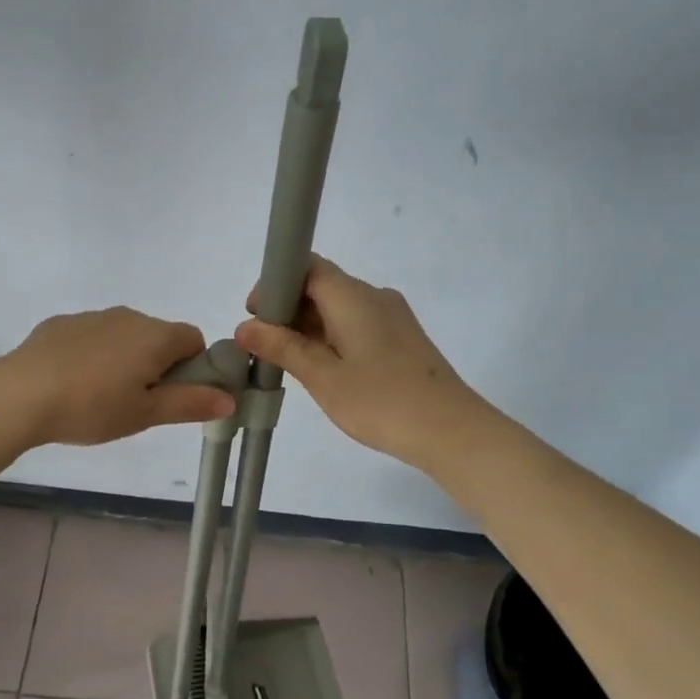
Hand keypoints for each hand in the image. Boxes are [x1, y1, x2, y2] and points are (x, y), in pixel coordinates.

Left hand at [0, 307, 236, 447]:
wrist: (20, 394)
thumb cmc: (92, 407)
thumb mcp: (145, 414)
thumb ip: (190, 403)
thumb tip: (231, 398)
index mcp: (155, 336)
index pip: (194, 339)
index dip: (193, 368)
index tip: (173, 396)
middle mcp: (129, 316)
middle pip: (159, 336)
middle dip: (158, 365)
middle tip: (138, 404)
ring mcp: (93, 316)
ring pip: (124, 336)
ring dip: (125, 359)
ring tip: (101, 397)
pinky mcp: (62, 323)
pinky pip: (92, 336)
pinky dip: (93, 355)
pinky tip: (72, 382)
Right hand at [235, 255, 490, 468]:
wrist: (452, 432)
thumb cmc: (382, 401)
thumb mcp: (323, 377)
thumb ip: (283, 347)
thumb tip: (246, 326)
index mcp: (353, 296)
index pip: (308, 266)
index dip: (277, 284)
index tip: (256, 315)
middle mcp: (374, 296)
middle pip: (323, 286)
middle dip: (289, 309)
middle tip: (265, 346)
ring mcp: (393, 317)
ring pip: (340, 308)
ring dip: (310, 327)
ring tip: (290, 363)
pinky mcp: (403, 339)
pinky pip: (357, 325)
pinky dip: (333, 338)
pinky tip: (324, 370)